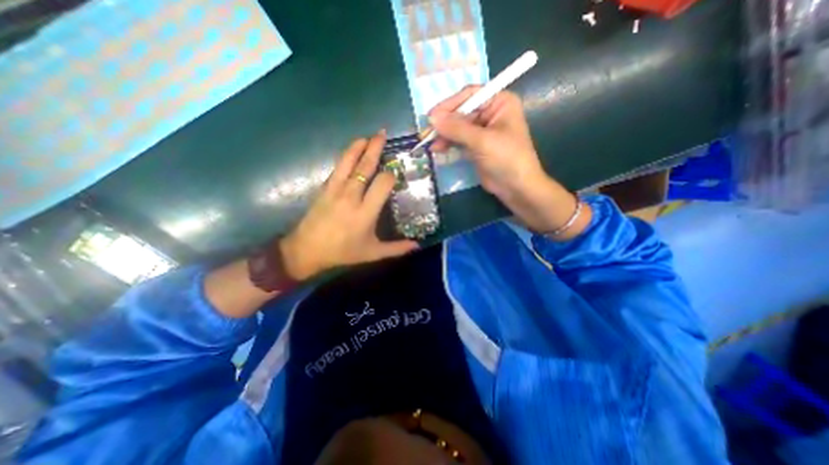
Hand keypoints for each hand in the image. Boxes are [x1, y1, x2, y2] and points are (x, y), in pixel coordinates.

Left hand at [280, 133, 421, 280]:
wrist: (308, 250)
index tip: (396, 173)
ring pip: (348, 162)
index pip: (382, 183)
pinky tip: (351, 151)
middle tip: (382, 134)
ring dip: (358, 147)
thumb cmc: (343, 252)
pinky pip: (337, 168)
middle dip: (375, 148)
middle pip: (364, 167)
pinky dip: (346, 156)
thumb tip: (417, 245)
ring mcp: (335, 189)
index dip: (391, 175)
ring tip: (367, 137)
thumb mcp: (373, 253)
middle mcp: (351, 196)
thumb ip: (396, 248)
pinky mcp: (325, 188)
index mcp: (365, 212)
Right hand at [428, 88, 587, 237]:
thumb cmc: (506, 158)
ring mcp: (482, 131)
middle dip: (444, 123)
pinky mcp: (476, 146)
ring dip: (444, 134)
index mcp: (499, 102)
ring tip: (430, 144)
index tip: (432, 115)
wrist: (516, 187)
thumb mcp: (482, 141)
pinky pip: (458, 140)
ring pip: (457, 127)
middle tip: (427, 133)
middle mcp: (490, 113)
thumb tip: (432, 118)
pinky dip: (448, 143)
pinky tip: (437, 149)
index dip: (450, 104)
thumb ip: (457, 128)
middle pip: (461, 112)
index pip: (470, 95)